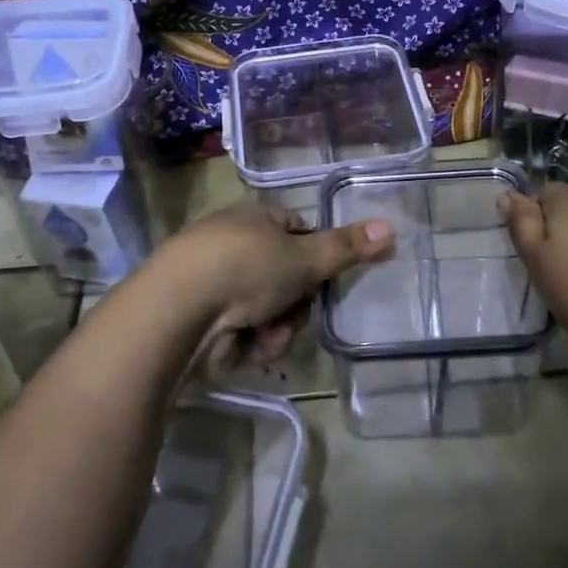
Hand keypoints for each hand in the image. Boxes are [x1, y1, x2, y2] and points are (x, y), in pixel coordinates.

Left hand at [162, 201, 394, 376]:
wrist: (176, 314)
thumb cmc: (244, 269)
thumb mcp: (304, 257)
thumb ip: (348, 247)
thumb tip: (392, 227)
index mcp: (255, 218)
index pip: (300, 231)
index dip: (316, 256)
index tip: (323, 276)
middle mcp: (235, 245)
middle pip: (290, 279)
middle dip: (296, 304)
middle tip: (291, 309)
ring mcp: (217, 284)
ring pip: (272, 312)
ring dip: (276, 330)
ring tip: (262, 335)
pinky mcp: (204, 322)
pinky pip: (247, 334)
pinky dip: (250, 344)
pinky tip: (241, 348)